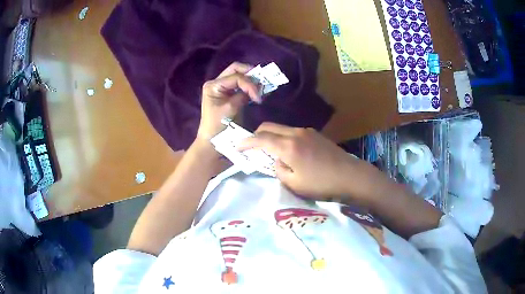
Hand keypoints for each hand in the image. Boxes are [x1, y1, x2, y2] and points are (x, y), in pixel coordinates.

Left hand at [197, 62, 260, 140]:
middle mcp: (217, 83)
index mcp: (213, 85)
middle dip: (251, 74)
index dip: (249, 84)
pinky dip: (251, 87)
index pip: (235, 76)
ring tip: (263, 87)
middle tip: (263, 82)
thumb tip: (257, 88)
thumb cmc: (218, 126)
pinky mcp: (229, 94)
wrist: (212, 141)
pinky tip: (259, 90)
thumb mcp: (231, 109)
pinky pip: (241, 85)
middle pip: (236, 69)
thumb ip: (243, 96)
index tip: (258, 98)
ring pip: (239, 75)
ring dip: (252, 79)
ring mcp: (223, 88)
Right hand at [239, 123, 386, 203]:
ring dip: (271, 136)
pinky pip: (292, 131)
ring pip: (281, 128)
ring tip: (269, 150)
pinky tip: (288, 150)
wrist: (351, 176)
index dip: (246, 142)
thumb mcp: (294, 183)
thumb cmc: (321, 184)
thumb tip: (276, 160)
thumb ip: (278, 169)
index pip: (260, 139)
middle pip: (269, 127)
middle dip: (256, 135)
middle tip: (251, 147)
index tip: (238, 147)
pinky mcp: (315, 134)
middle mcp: (295, 133)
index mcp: (288, 146)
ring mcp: (307, 131)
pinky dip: (283, 137)